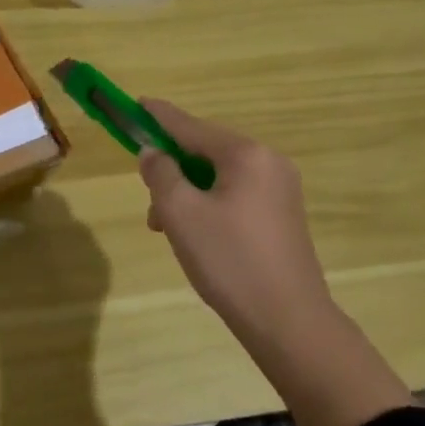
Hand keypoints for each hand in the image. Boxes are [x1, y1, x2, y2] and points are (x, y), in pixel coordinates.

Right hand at [137, 99, 333, 325]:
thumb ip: (161, 173)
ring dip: (186, 193)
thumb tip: (153, 152)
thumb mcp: (180, 213)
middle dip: (171, 169)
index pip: (190, 126)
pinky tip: (192, 234)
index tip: (135, 103)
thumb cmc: (229, 260)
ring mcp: (280, 190)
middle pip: (205, 151)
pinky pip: (234, 195)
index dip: (158, 117)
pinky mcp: (282, 216)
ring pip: (218, 177)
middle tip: (147, 196)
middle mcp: (269, 163)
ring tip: (163, 226)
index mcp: (246, 155)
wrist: (289, 322)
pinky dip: (207, 205)